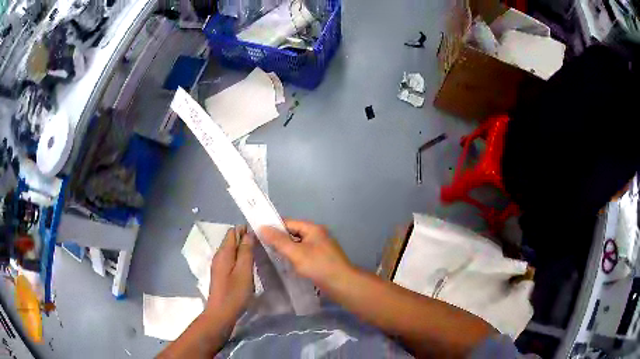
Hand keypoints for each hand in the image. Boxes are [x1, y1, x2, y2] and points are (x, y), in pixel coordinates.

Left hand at [206, 225, 254, 319]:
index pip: (233, 232)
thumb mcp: (244, 271)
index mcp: (224, 252)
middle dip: (245, 239)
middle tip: (263, 245)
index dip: (245, 230)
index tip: (261, 235)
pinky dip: (240, 258)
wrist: (221, 313)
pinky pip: (231, 259)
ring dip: (244, 250)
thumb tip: (248, 233)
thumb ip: (246, 251)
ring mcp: (219, 265)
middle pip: (232, 240)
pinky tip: (249, 265)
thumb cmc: (234, 293)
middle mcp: (219, 255)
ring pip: (232, 250)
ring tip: (259, 254)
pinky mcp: (221, 274)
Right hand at [260, 220, 353, 288]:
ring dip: (286, 250)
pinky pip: (303, 254)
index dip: (273, 227)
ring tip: (272, 256)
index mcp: (313, 229)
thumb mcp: (296, 253)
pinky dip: (294, 258)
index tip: (258, 235)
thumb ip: (278, 240)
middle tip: (263, 247)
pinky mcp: (321, 259)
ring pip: (297, 245)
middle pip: (293, 233)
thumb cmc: (319, 266)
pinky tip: (286, 265)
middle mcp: (317, 235)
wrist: (343, 284)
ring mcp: (320, 248)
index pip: (288, 223)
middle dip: (279, 240)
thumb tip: (262, 227)